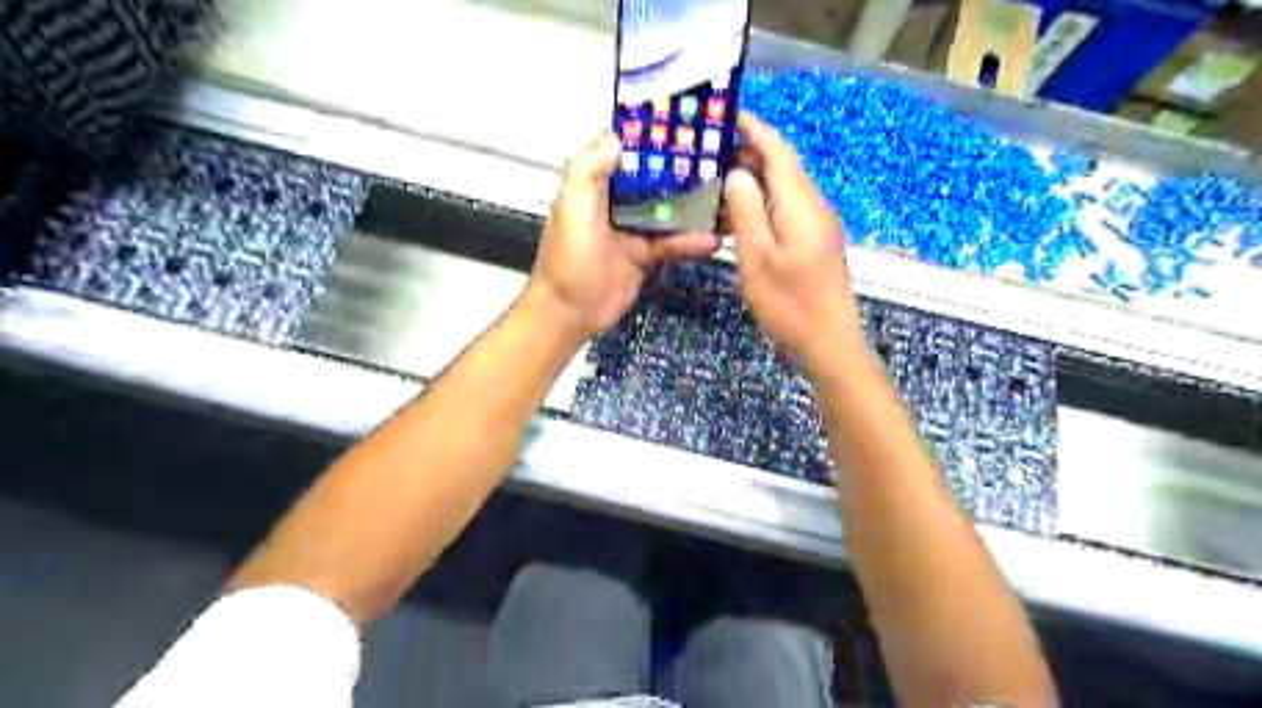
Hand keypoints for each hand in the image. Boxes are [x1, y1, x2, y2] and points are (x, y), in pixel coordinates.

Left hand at [523, 133, 717, 336]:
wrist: (569, 313)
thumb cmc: (567, 261)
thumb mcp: (571, 209)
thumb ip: (588, 170)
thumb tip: (618, 137)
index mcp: (595, 185)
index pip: (629, 153)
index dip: (654, 139)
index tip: (688, 126)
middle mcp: (615, 202)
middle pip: (655, 180)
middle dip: (684, 171)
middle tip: (721, 161)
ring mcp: (632, 230)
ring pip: (668, 211)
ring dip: (694, 207)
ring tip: (726, 199)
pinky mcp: (644, 255)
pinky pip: (671, 243)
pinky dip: (690, 242)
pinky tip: (712, 239)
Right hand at [724, 110, 862, 369]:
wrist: (829, 340)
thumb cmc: (789, 302)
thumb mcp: (757, 258)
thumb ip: (747, 211)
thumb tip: (738, 172)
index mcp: (800, 204)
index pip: (778, 150)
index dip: (754, 128)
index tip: (726, 114)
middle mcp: (813, 206)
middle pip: (783, 165)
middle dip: (750, 150)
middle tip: (711, 148)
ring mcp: (817, 224)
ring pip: (785, 186)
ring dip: (756, 175)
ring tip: (720, 174)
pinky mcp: (815, 241)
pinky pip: (788, 206)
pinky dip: (764, 198)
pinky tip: (741, 210)